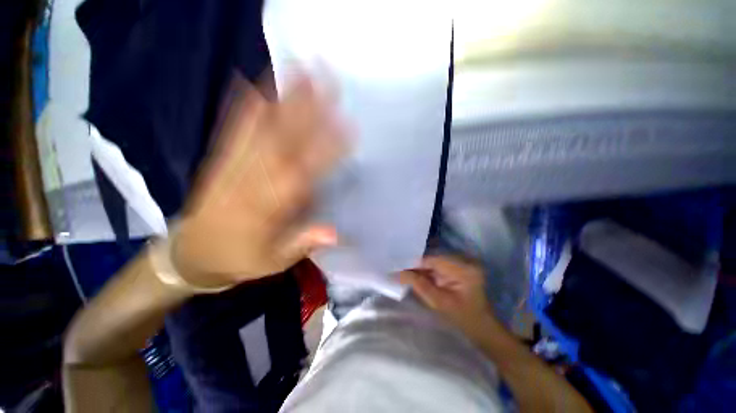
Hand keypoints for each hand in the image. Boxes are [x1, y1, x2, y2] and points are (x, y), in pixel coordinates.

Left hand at [171, 74, 346, 288]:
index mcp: (267, 206)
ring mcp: (233, 164)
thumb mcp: (274, 261)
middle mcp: (252, 179)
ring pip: (260, 128)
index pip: (303, 171)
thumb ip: (302, 243)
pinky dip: (246, 106)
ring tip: (299, 72)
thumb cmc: (241, 257)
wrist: (194, 252)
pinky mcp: (220, 158)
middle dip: (307, 109)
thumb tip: (336, 232)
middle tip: (328, 82)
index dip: (327, 148)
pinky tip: (256, 84)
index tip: (348, 127)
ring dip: (281, 99)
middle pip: (283, 140)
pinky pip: (234, 129)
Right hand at [400, 256, 500, 341]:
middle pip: (433, 258)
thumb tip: (397, 273)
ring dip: (421, 268)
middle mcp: (465, 260)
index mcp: (464, 268)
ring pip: (434, 261)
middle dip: (417, 266)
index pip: (433, 259)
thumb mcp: (438, 302)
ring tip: (405, 273)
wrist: (481, 327)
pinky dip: (428, 271)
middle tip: (399, 270)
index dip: (414, 263)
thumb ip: (418, 284)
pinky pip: (439, 265)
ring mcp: (463, 263)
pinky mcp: (460, 267)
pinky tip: (417, 275)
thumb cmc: (462, 318)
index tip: (398, 268)